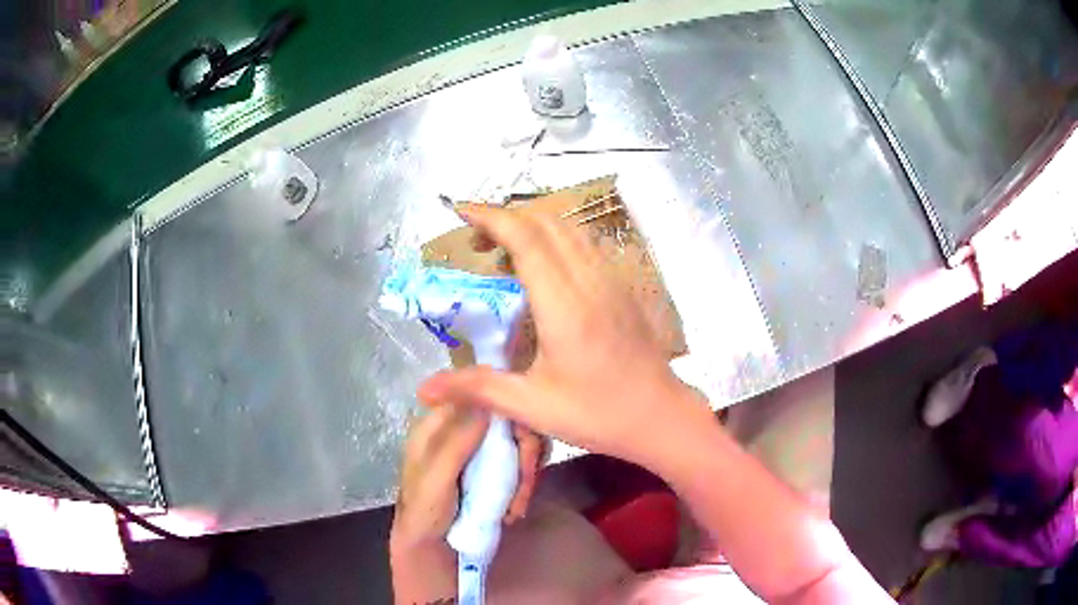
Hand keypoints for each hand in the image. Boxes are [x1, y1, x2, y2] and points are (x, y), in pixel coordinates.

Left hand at [391, 405, 544, 550]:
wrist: (429, 546)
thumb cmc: (423, 512)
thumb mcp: (435, 479)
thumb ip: (456, 442)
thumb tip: (486, 402)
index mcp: (439, 422)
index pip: (481, 396)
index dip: (508, 410)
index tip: (525, 437)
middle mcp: (461, 427)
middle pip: (507, 418)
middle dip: (523, 451)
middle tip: (528, 480)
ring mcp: (478, 447)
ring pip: (518, 441)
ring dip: (525, 472)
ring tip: (518, 503)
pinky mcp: (492, 466)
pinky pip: (519, 462)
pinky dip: (524, 483)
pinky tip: (516, 506)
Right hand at [418, 204, 710, 472]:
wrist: (661, 416)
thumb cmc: (599, 414)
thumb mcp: (532, 406)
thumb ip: (478, 389)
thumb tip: (424, 389)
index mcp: (564, 304)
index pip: (525, 238)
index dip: (491, 217)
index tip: (461, 211)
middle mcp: (590, 280)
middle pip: (547, 223)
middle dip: (507, 219)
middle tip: (476, 243)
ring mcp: (611, 281)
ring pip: (570, 230)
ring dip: (533, 227)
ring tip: (505, 253)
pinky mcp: (622, 289)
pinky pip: (586, 245)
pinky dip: (557, 240)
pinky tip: (545, 269)